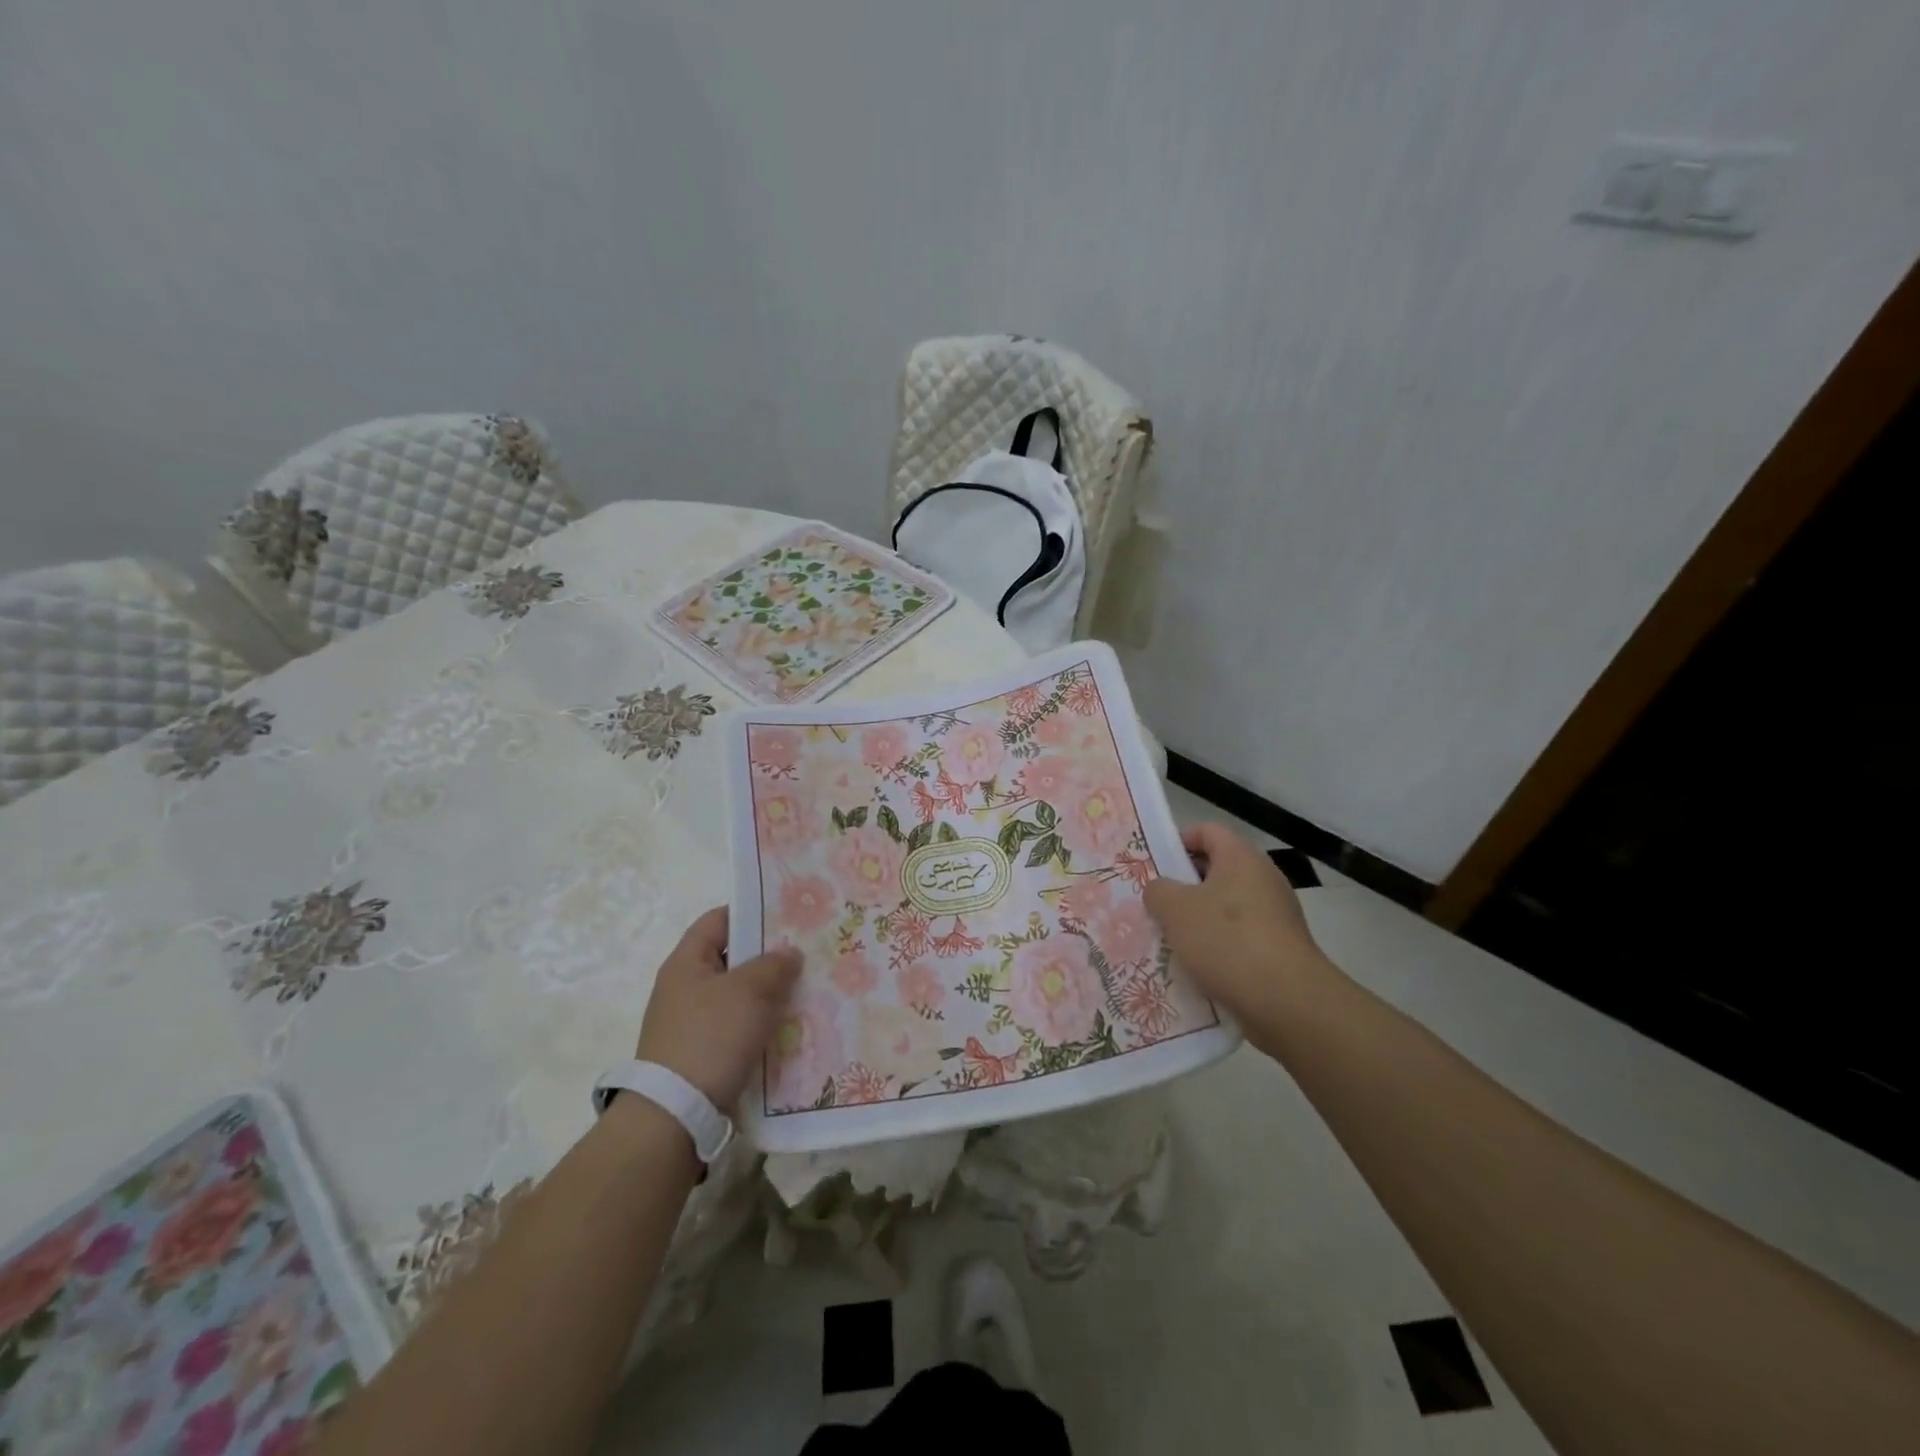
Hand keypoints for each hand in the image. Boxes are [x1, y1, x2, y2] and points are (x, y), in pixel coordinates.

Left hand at [635, 908, 802, 1108]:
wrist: (675, 1115)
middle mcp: (684, 987)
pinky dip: (760, 1023)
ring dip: (767, 993)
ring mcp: (690, 1023)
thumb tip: (789, 953)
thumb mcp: (749, 992)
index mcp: (686, 962)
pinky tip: (788, 1027)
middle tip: (806, 953)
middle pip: (731, 958)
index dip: (752, 912)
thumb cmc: (711, 1038)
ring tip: (805, 989)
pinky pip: (736, 1026)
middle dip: (768, 956)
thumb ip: (774, 965)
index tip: (788, 914)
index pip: (719, 919)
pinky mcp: (701, 1054)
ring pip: (737, 995)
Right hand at [1143, 823, 1327, 1029]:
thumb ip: (1159, 891)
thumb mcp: (1175, 910)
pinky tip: (1196, 967)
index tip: (1154, 863)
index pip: (1207, 831)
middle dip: (1183, 886)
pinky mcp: (1280, 949)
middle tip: (1154, 904)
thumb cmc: (1227, 941)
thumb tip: (1161, 890)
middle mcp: (1263, 879)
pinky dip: (1218, 947)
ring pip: (1226, 908)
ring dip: (1198, 921)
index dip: (1178, 841)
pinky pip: (1240, 938)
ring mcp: (1276, 916)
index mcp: (1241, 858)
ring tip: (1168, 939)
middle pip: (1216, 870)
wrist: (1287, 1002)